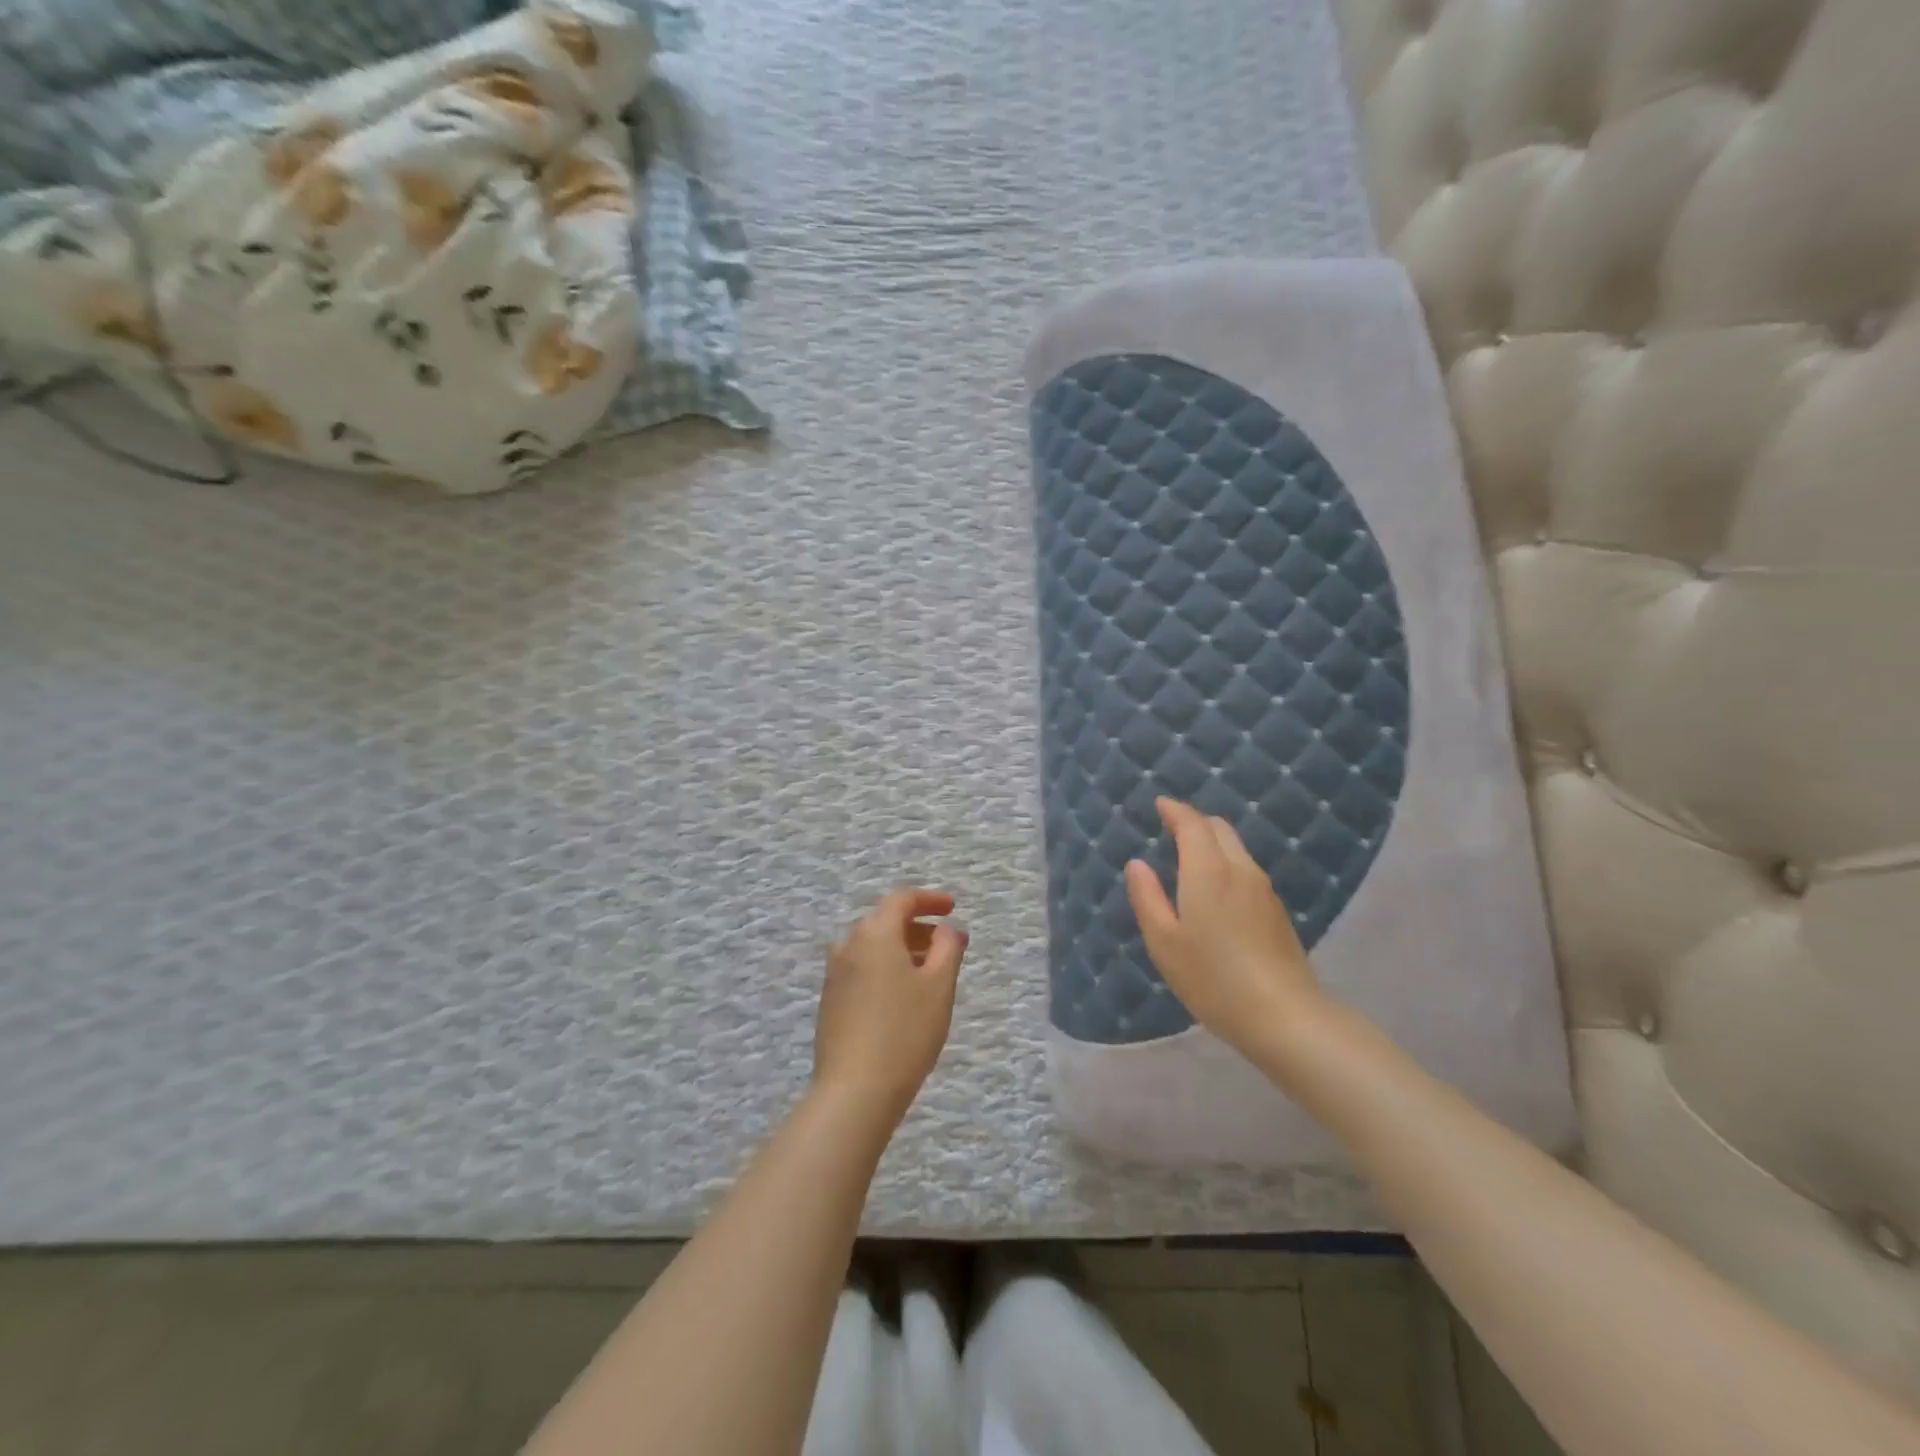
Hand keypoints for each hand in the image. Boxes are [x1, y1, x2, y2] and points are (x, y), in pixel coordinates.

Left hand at [814, 888, 968, 1124]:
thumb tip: (945, 930)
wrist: (854, 1091)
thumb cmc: (905, 1031)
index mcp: (874, 933)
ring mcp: (835, 974)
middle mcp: (848, 945)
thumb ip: (947, 947)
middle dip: (920, 928)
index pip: (902, 899)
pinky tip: (905, 996)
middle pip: (886, 922)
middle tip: (950, 946)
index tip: (953, 909)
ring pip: (874, 948)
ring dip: (904, 950)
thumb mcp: (939, 986)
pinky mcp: (830, 1001)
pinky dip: (886, 969)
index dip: (930, 900)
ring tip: (932, 973)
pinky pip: (863, 969)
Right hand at [1124, 798, 1324, 1065]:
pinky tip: (1216, 888)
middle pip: (1219, 828)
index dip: (1175, 810)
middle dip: (1194, 821)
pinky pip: (1247, 869)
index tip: (1160, 804)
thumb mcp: (1164, 941)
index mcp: (1208, 871)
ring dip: (1212, 841)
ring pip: (1236, 847)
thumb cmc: (1212, 978)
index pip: (1192, 824)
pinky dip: (1226, 862)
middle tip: (1171, 828)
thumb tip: (1138, 864)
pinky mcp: (1277, 910)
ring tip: (1190, 856)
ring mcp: (1264, 889)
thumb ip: (1147, 897)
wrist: (1284, 1015)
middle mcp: (1240, 869)